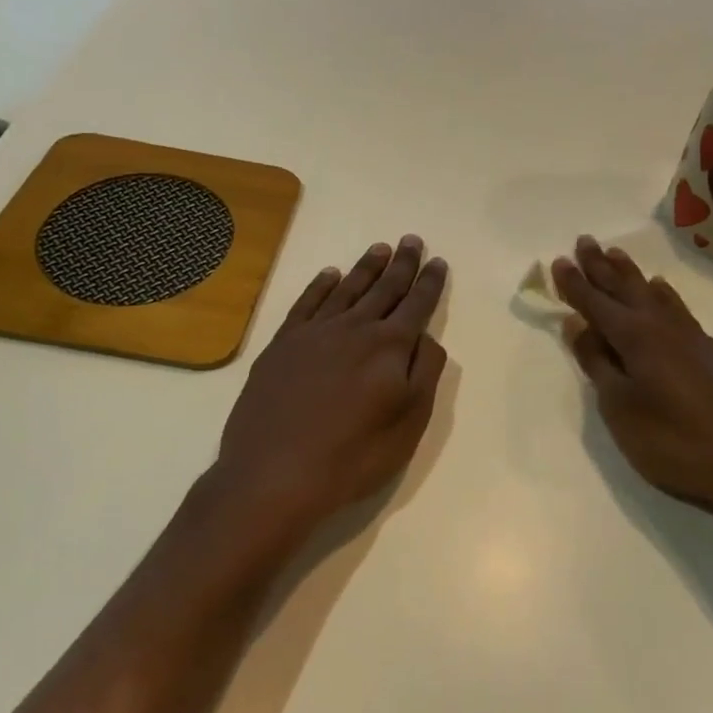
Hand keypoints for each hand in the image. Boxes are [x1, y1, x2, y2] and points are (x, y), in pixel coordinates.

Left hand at [215, 236, 448, 534]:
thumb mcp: (408, 423)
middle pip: (384, 289)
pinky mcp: (282, 344)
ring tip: (380, 248)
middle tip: (411, 240)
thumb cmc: (353, 455)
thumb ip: (424, 373)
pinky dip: (320, 286)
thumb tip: (425, 336)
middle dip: (402, 264)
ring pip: (347, 289)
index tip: (438, 261)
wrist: (275, 473)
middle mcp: (354, 328)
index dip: (429, 283)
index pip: (417, 306)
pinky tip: (329, 275)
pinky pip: (307, 303)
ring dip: (365, 268)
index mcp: (389, 347)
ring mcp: (314, 333)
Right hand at [552, 235, 712, 514]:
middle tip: (586, 241)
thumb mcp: (618, 406)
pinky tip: (663, 291)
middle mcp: (661, 325)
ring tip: (617, 255)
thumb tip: (576, 323)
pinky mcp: (711, 351)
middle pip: (625, 287)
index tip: (560, 260)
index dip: (575, 284)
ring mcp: (690, 336)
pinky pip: (677, 307)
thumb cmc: (670, 439)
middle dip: (601, 265)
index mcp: (634, 336)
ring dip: (631, 273)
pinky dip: (663, 294)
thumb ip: (597, 362)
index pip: (595, 302)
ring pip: (653, 292)